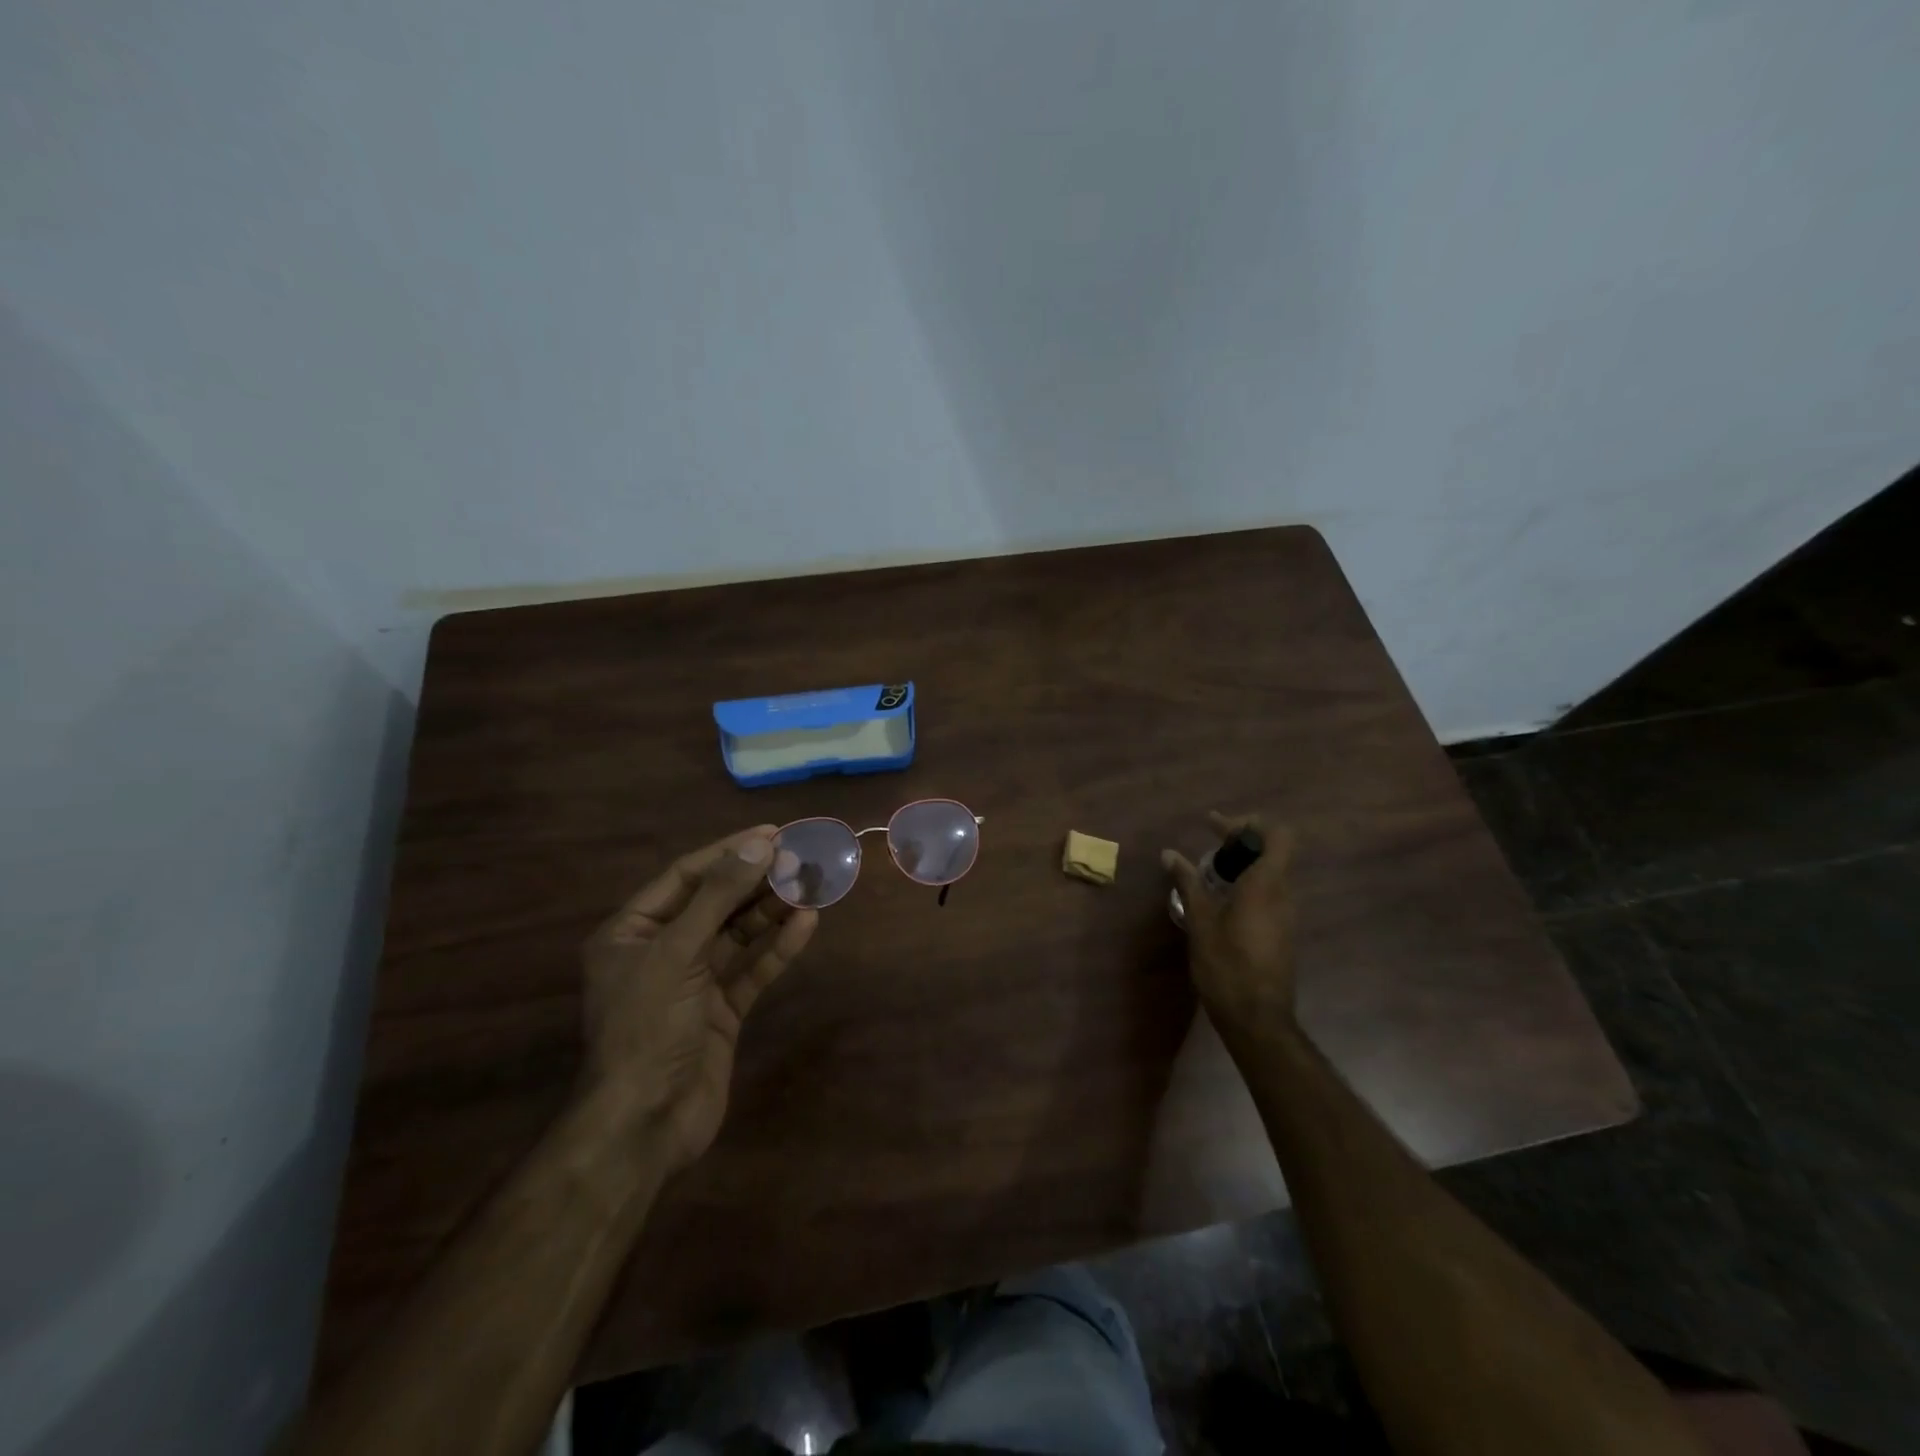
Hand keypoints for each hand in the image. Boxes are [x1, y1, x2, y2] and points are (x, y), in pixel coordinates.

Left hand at [582, 826, 817, 1173]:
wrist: (645, 1124)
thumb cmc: (648, 1026)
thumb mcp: (677, 952)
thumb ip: (718, 897)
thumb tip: (759, 845)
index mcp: (631, 932)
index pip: (686, 877)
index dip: (729, 852)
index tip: (772, 834)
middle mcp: (661, 951)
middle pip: (715, 903)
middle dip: (756, 880)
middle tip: (800, 857)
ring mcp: (693, 983)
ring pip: (737, 935)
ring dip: (771, 910)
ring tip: (810, 884)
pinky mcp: (720, 1011)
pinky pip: (752, 970)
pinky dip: (778, 948)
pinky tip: (807, 924)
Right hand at [1162, 813, 1298, 1044]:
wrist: (1257, 1019)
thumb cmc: (1226, 965)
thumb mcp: (1200, 920)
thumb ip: (1188, 882)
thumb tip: (1169, 853)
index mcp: (1267, 885)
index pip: (1278, 835)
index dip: (1249, 823)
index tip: (1215, 827)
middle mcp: (1283, 894)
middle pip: (1272, 851)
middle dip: (1240, 842)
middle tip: (1208, 846)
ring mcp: (1286, 915)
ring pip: (1270, 874)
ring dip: (1243, 865)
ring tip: (1209, 873)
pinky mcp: (1281, 932)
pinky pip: (1268, 894)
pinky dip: (1246, 885)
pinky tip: (1219, 901)